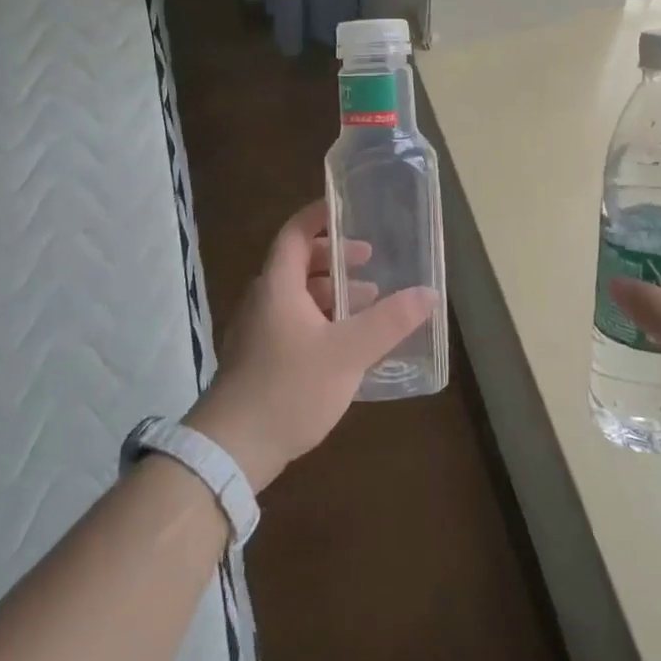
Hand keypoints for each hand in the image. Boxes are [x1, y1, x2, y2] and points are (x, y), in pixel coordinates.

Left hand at [187, 200, 437, 491]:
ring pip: (297, 296)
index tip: (348, 210)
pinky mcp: (259, 359)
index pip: (295, 233)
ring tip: (367, 303)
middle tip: (369, 262)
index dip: (320, 216)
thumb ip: (389, 322)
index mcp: (278, 285)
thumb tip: (428, 293)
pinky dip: (321, 319)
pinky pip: (293, 322)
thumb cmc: (289, 389)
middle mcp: (263, 300)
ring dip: (331, 292)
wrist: (231, 450)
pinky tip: (346, 343)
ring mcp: (257, 331)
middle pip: (298, 263)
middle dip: (335, 258)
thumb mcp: (348, 353)